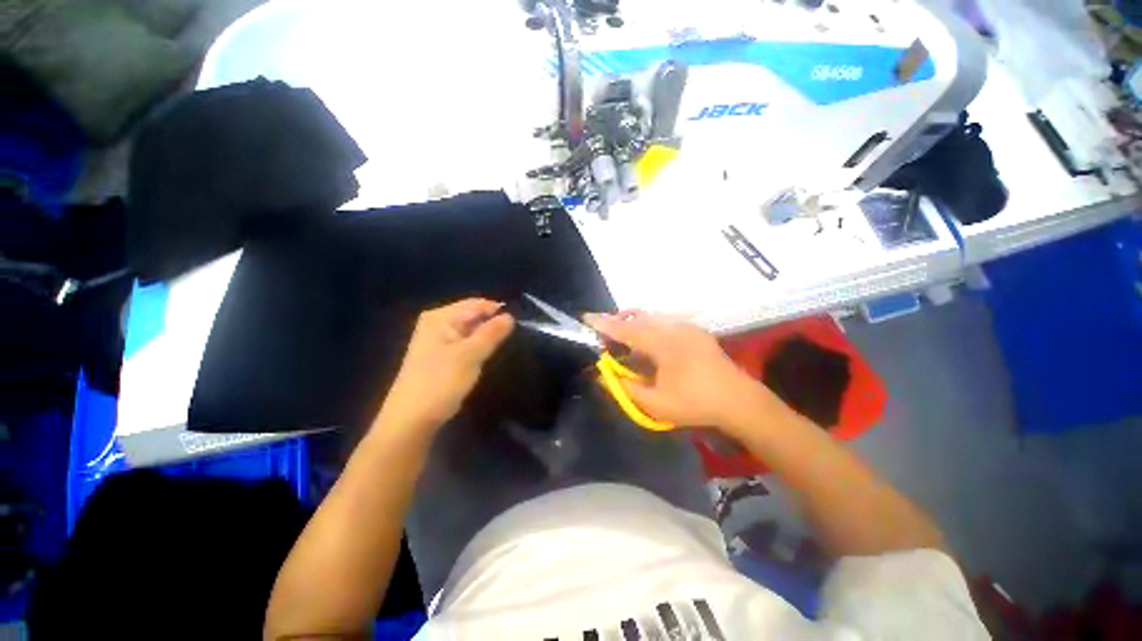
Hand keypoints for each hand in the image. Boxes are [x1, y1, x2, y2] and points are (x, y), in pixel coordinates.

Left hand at [379, 299, 514, 433]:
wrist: (413, 418)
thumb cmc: (441, 381)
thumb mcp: (471, 354)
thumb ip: (492, 333)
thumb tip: (510, 316)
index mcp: (440, 317)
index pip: (476, 304)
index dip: (497, 312)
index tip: (518, 324)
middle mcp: (438, 323)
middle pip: (473, 315)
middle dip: (492, 324)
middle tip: (513, 337)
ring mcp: (439, 340)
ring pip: (471, 331)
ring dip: (486, 336)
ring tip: (504, 345)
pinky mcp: (442, 355)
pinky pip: (466, 343)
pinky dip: (478, 346)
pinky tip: (488, 355)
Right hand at [585, 312, 782, 436]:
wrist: (739, 401)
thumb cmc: (696, 403)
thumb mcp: (656, 404)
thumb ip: (627, 388)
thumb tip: (604, 375)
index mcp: (663, 344)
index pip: (626, 329)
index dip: (604, 324)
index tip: (586, 317)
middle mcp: (674, 328)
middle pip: (638, 317)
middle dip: (618, 322)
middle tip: (604, 334)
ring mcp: (687, 327)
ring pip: (652, 318)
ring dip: (634, 325)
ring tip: (624, 340)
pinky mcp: (695, 331)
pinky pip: (664, 323)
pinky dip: (649, 328)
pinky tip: (649, 345)